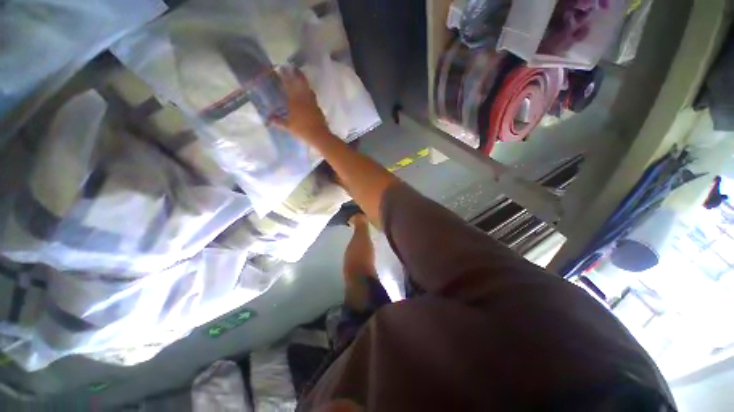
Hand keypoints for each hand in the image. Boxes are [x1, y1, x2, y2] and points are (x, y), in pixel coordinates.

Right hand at [271, 66, 330, 142]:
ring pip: (308, 89)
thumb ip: (278, 121)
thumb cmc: (302, 130)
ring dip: (304, 83)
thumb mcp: (288, 126)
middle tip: (293, 69)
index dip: (285, 76)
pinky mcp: (318, 108)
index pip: (289, 84)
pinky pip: (312, 97)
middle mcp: (304, 98)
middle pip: (301, 82)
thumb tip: (268, 120)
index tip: (281, 69)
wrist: (319, 135)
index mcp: (295, 100)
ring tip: (300, 80)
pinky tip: (307, 95)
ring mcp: (313, 102)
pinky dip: (309, 93)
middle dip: (297, 74)